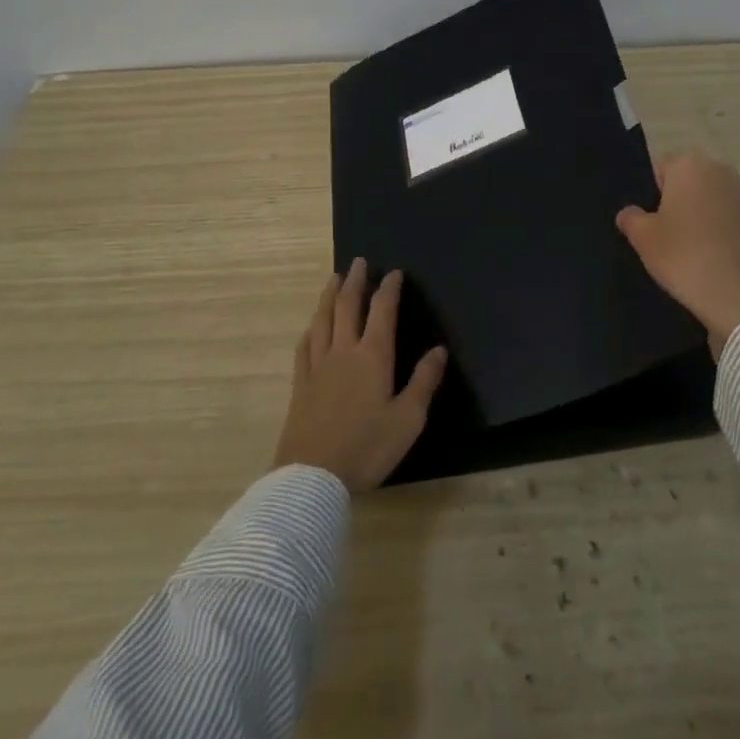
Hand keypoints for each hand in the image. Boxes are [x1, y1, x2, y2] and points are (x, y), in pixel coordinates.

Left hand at [272, 259, 448, 490]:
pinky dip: (311, 329)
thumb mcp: (408, 419)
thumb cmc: (367, 448)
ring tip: (334, 279)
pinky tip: (311, 326)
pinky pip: (304, 346)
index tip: (393, 272)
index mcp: (373, 356)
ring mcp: (317, 366)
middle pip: (347, 306)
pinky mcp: (300, 385)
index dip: (388, 288)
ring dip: (329, 296)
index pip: (382, 311)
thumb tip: (439, 350)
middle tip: (358, 261)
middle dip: (355, 281)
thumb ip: (423, 382)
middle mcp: (344, 352)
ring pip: (322, 320)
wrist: (313, 476)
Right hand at [615, 150, 739, 357]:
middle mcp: (721, 172)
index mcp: (690, 165)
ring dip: (699, 219)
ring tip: (688, 252)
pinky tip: (711, 261)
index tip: (648, 223)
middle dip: (676, 203)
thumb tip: (629, 213)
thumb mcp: (643, 238)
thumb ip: (630, 218)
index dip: (650, 195)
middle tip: (664, 237)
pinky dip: (718, 235)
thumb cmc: (684, 256)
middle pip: (688, 183)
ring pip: (709, 202)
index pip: (660, 169)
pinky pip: (728, 222)